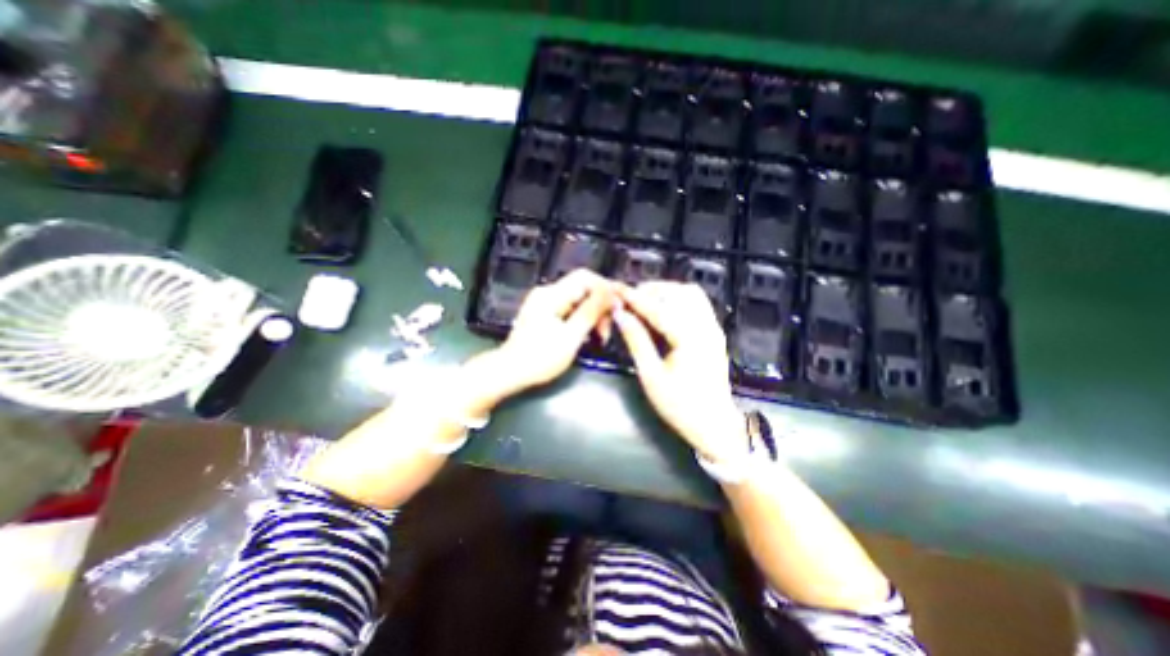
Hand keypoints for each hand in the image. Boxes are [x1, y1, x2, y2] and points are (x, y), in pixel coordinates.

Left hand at [469, 268, 615, 406]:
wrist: (509, 372)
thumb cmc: (540, 358)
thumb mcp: (571, 337)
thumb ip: (591, 312)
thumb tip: (610, 293)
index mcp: (552, 295)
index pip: (586, 277)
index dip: (606, 288)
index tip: (619, 307)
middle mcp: (547, 293)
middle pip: (582, 288)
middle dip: (600, 306)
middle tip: (607, 330)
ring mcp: (544, 303)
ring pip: (577, 299)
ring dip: (592, 314)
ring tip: (600, 336)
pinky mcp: (543, 313)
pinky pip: (569, 308)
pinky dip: (581, 319)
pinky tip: (586, 335)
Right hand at [614, 282, 738, 461]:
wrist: (714, 425)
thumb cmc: (679, 406)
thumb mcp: (651, 376)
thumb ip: (636, 340)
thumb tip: (620, 315)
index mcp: (689, 338)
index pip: (658, 308)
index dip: (635, 297)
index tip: (616, 289)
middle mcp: (705, 326)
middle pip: (678, 292)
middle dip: (652, 291)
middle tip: (629, 301)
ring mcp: (713, 328)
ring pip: (690, 294)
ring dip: (666, 292)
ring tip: (645, 303)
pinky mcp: (715, 332)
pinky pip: (697, 303)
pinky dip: (678, 299)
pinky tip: (664, 311)